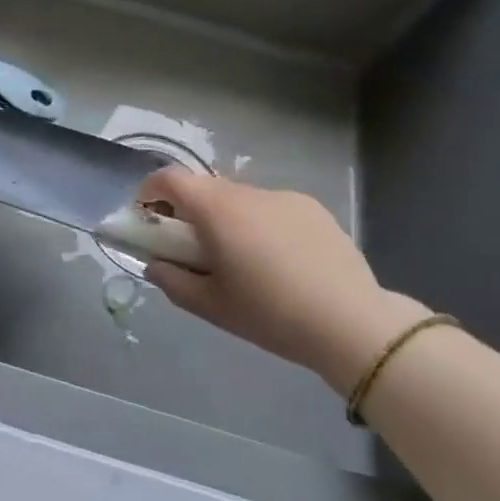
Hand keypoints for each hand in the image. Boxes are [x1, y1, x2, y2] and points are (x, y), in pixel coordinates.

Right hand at [138, 168, 428, 394]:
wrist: (351, 322)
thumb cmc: (271, 313)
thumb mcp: (212, 306)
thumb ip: (173, 281)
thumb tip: (154, 264)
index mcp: (215, 209)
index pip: (169, 178)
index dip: (150, 192)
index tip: (148, 219)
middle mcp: (246, 191)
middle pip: (204, 188)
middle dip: (189, 211)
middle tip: (194, 249)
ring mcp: (282, 196)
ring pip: (239, 198)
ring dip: (227, 218)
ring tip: (244, 261)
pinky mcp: (311, 207)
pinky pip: (271, 208)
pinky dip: (262, 224)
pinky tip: (282, 262)